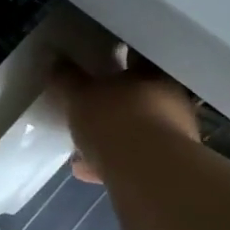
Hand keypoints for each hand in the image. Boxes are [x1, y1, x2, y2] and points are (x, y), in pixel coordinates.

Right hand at [54, 56, 198, 184]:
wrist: (148, 173)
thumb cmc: (115, 120)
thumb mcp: (79, 95)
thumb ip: (67, 78)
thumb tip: (56, 61)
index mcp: (154, 75)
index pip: (136, 57)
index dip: (116, 57)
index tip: (97, 62)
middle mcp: (171, 100)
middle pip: (137, 95)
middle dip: (112, 102)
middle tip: (87, 106)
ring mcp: (172, 134)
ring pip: (136, 129)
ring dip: (111, 135)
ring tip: (79, 145)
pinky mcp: (165, 165)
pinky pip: (133, 157)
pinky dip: (110, 161)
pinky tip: (85, 169)